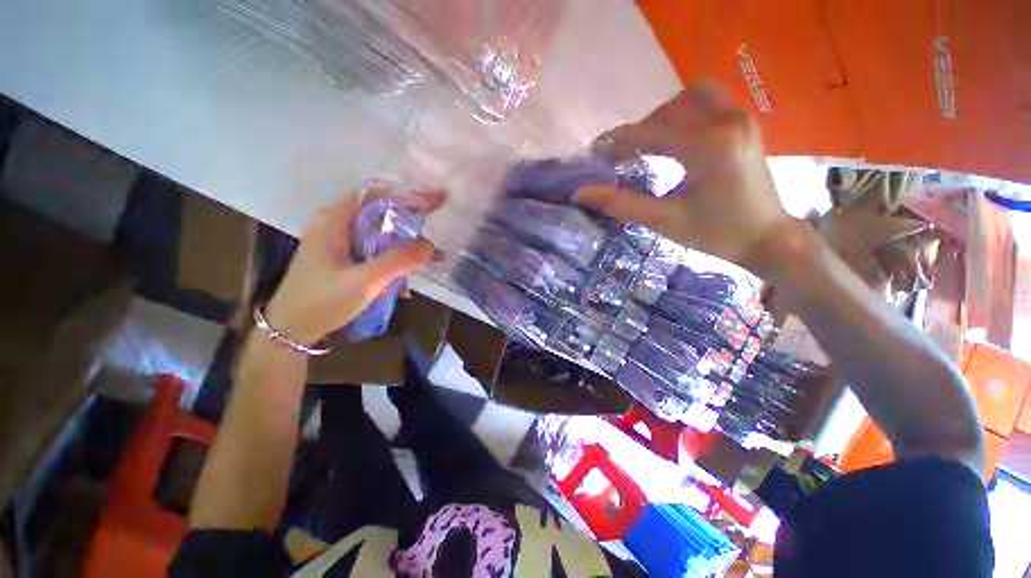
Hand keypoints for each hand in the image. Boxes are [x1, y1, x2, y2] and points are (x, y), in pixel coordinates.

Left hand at [265, 188, 445, 344]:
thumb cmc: (321, 302)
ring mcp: (340, 243)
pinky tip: (402, 284)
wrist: (291, 331)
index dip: (406, 196)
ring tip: (425, 259)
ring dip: (403, 247)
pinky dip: (392, 262)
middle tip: (435, 231)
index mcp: (334, 220)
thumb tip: (430, 246)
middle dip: (409, 222)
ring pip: (380, 234)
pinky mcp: (345, 259)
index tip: (434, 203)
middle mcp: (337, 225)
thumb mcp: (363, 282)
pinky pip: (375, 252)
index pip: (376, 195)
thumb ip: (397, 261)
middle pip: (380, 213)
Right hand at [574, 83, 791, 268]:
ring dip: (661, 118)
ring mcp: (740, 117)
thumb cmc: (713, 234)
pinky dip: (684, 112)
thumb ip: (620, 204)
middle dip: (638, 132)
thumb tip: (580, 193)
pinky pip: (708, 100)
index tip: (596, 153)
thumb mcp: (663, 221)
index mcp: (707, 148)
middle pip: (666, 111)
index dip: (618, 141)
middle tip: (620, 157)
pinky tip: (674, 136)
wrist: (765, 236)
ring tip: (647, 145)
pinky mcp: (745, 122)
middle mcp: (726, 122)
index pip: (649, 132)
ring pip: (688, 98)